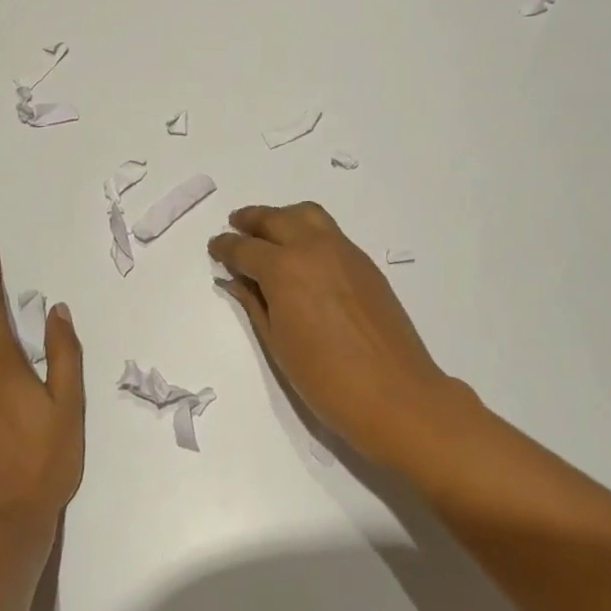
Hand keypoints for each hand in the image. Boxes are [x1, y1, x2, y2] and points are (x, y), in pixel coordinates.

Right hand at [210, 202, 457, 469]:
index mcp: (284, 269)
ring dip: (282, 217)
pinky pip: (329, 232)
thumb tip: (235, 279)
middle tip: (235, 227)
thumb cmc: (325, 379)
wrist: (395, 395)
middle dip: (250, 220)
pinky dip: (308, 231)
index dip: (225, 247)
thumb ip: (254, 303)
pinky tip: (302, 255)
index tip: (215, 247)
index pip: (245, 248)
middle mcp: (313, 248)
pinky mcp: (365, 263)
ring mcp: (344, 251)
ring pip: (306, 215)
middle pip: (275, 219)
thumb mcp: (277, 343)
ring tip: (268, 232)